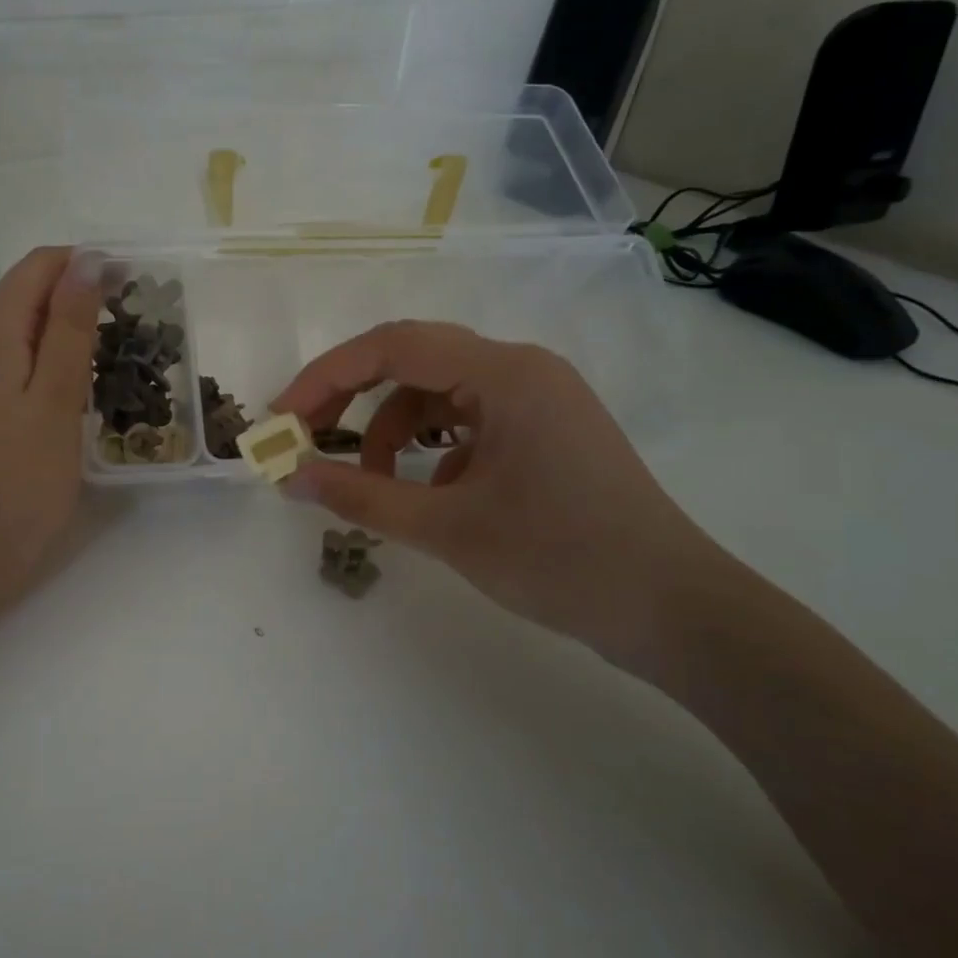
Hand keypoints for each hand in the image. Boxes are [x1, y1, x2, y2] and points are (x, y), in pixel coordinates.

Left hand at [0, 247, 101, 610]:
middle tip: (136, 327)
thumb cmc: (15, 482)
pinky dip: (49, 364)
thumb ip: (69, 328)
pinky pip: (14, 365)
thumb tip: (87, 260)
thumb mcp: (54, 400)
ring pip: (22, 332)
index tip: (135, 284)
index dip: (86, 263)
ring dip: (67, 333)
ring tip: (117, 358)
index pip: (37, 267)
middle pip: (27, 296)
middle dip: (80, 298)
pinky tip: (78, 391)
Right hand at [271, 322, 736, 661]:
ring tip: (372, 482)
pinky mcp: (545, 429)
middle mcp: (521, 369)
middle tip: (305, 440)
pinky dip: (431, 448)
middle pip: (412, 361)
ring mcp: (537, 398)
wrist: (675, 611)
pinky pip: (468, 420)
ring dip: (391, 430)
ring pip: (437, 393)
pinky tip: (429, 492)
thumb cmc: (562, 560)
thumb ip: (362, 496)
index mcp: (504, 373)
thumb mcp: (448, 528)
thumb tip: (291, 477)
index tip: (282, 419)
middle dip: (350, 399)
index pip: (392, 347)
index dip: (325, 378)